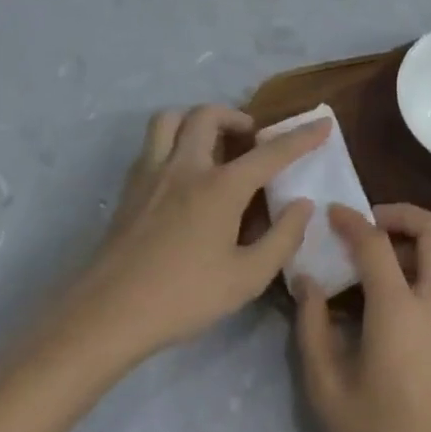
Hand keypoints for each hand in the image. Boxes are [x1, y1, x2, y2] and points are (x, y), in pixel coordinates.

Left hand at [62, 106, 327, 366]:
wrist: (106, 316)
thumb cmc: (183, 297)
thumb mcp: (246, 278)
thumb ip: (282, 238)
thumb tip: (302, 205)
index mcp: (221, 187)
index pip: (270, 153)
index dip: (301, 137)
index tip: (323, 123)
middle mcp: (186, 167)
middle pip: (209, 116)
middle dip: (237, 117)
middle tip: (251, 140)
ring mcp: (152, 174)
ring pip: (171, 120)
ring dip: (196, 121)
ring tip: (213, 145)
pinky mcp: (129, 189)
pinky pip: (152, 145)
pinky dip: (173, 142)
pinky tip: (182, 175)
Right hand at [294, 204, 430, 431]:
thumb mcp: (328, 390)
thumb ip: (312, 327)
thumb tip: (308, 282)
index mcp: (400, 308)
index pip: (376, 242)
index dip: (352, 220)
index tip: (333, 212)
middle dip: (403, 213)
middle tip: (370, 224)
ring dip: (412, 244)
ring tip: (373, 266)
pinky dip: (420, 272)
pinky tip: (391, 305)